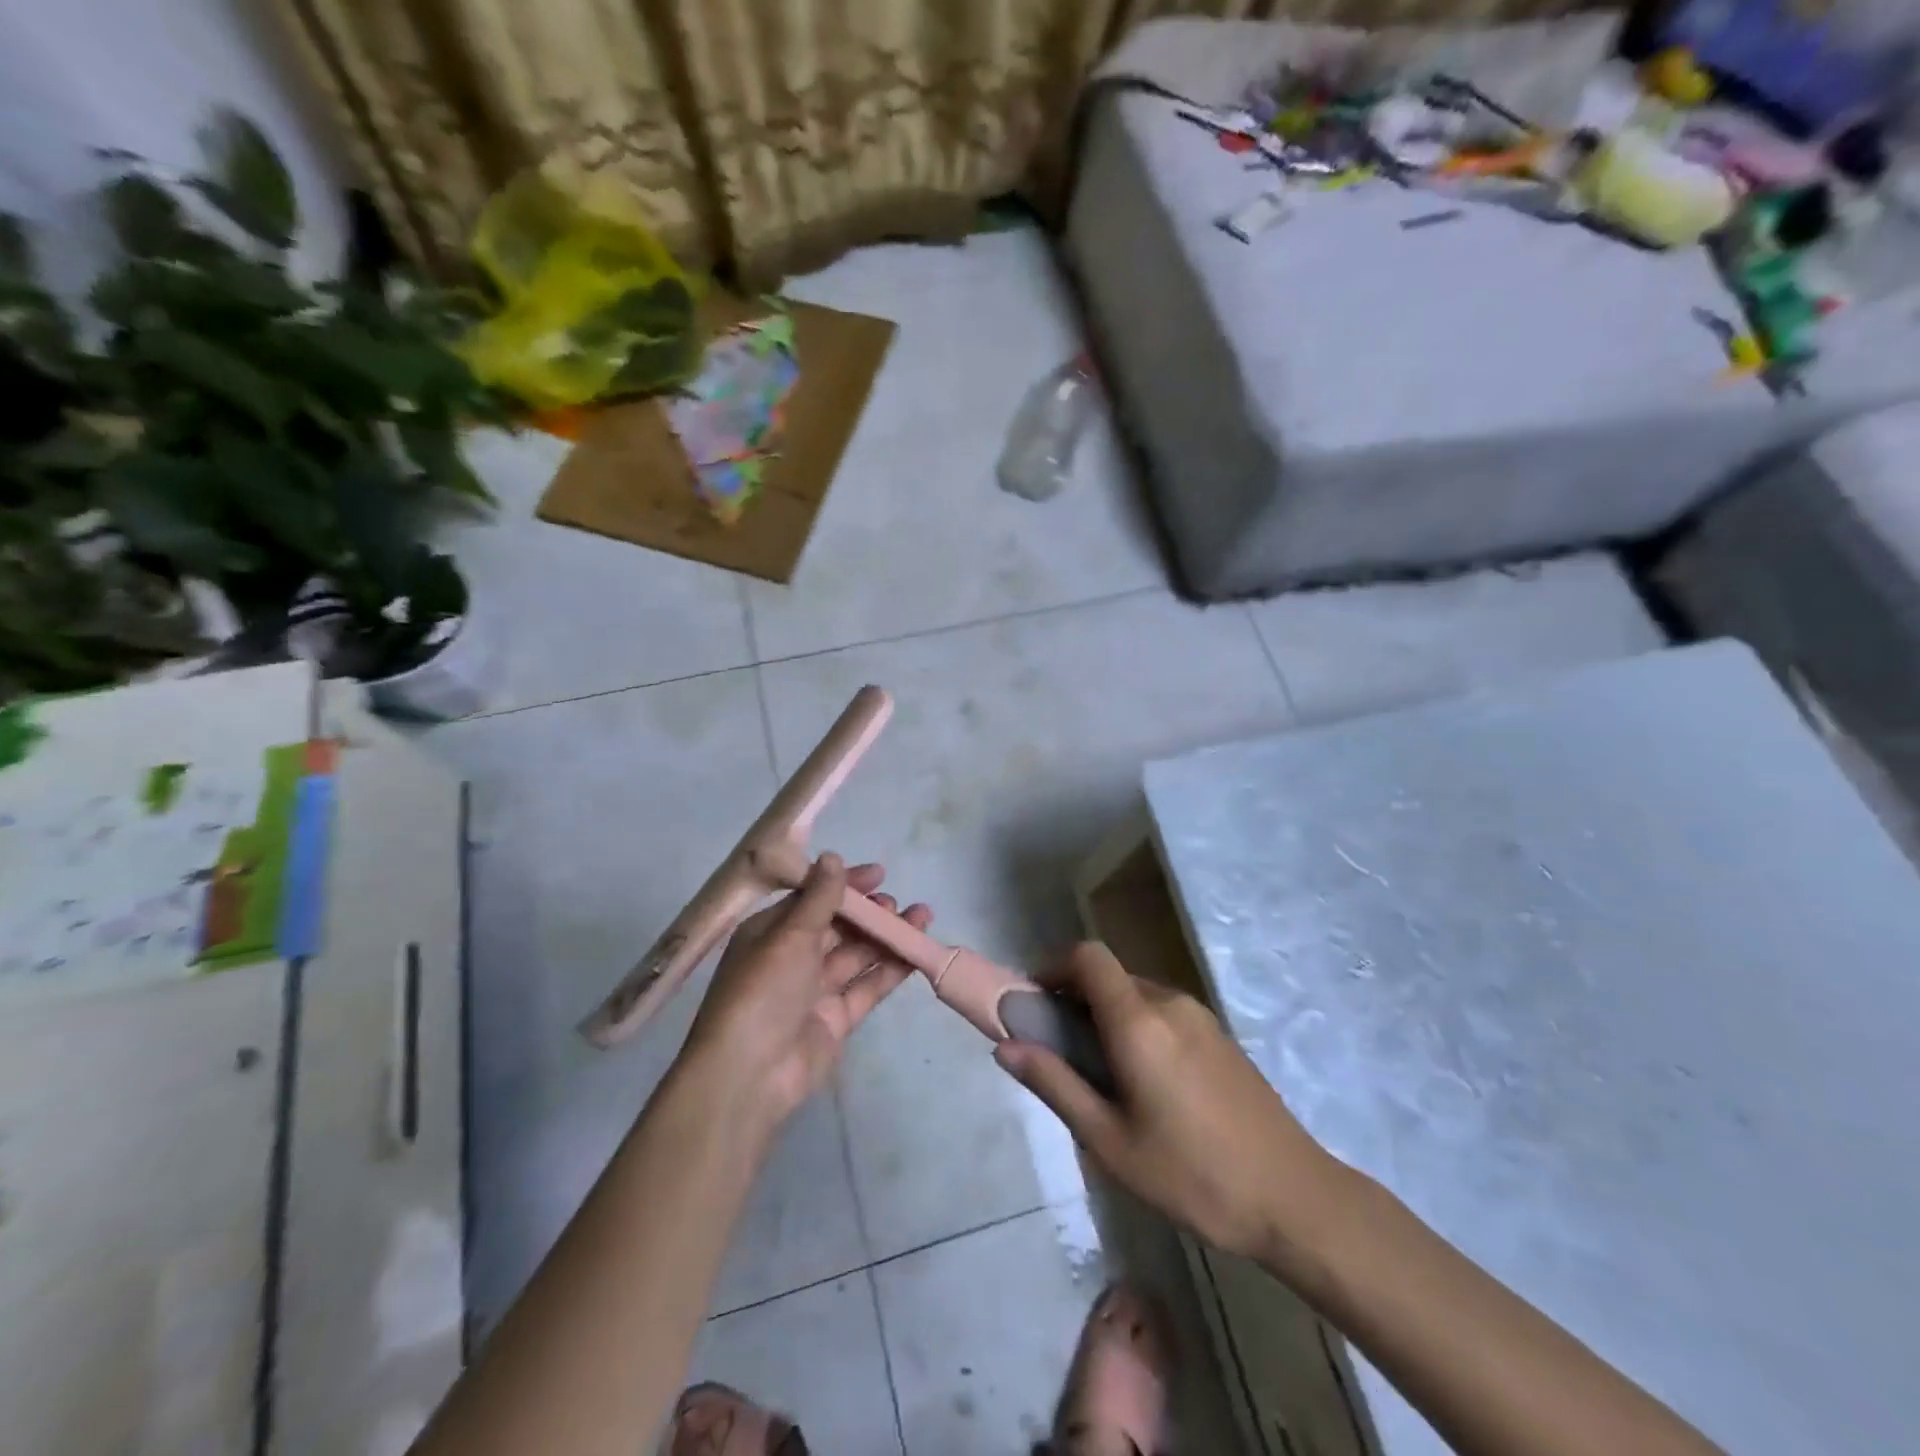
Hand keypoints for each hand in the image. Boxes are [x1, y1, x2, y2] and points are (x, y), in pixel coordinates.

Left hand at [683, 854, 930, 1129]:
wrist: (750, 1074)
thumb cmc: (763, 991)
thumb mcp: (790, 935)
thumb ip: (819, 898)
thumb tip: (832, 857)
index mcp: (771, 932)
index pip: (813, 898)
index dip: (845, 885)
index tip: (880, 874)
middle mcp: (792, 957)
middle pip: (838, 926)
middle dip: (870, 913)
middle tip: (896, 904)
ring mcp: (815, 990)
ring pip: (857, 955)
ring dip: (887, 936)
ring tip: (921, 917)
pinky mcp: (836, 1019)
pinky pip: (867, 986)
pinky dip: (891, 969)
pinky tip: (916, 953)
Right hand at [995, 943, 1337, 1264]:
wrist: (1296, 1199)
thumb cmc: (1193, 1175)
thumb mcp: (1110, 1142)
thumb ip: (1056, 1085)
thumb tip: (1005, 1046)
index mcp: (1139, 1021)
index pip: (1087, 956)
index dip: (1053, 965)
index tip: (1035, 1003)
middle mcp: (1169, 1003)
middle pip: (1109, 976)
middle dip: (1075, 999)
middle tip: (1061, 1053)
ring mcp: (1200, 1017)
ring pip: (1136, 995)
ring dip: (1106, 1016)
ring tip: (1102, 1078)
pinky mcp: (1220, 1037)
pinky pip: (1163, 1013)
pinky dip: (1137, 1028)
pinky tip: (1147, 1087)